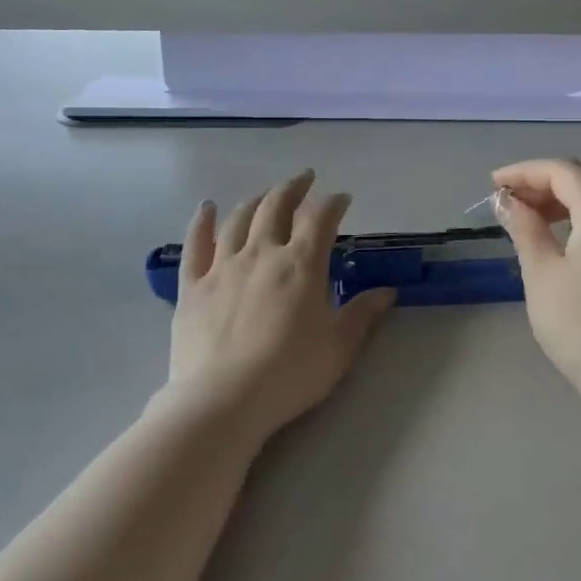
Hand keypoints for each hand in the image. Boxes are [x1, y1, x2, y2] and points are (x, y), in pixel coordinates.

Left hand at [167, 171, 395, 440]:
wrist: (222, 400)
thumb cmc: (289, 374)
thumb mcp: (338, 348)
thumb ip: (363, 314)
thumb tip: (387, 291)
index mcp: (301, 265)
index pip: (320, 219)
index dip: (333, 204)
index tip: (342, 198)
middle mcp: (262, 253)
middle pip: (277, 207)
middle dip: (294, 188)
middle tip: (304, 179)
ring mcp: (222, 266)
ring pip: (239, 219)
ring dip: (256, 200)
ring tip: (266, 194)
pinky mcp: (192, 285)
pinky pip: (196, 244)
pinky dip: (203, 221)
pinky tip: (207, 207)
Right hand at [490, 159, 580, 390]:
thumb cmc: (578, 324)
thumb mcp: (541, 272)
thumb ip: (524, 227)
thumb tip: (505, 200)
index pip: (563, 171)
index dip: (525, 172)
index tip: (493, 185)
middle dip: (549, 178)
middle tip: (516, 199)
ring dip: (569, 192)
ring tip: (535, 214)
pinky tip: (564, 232)